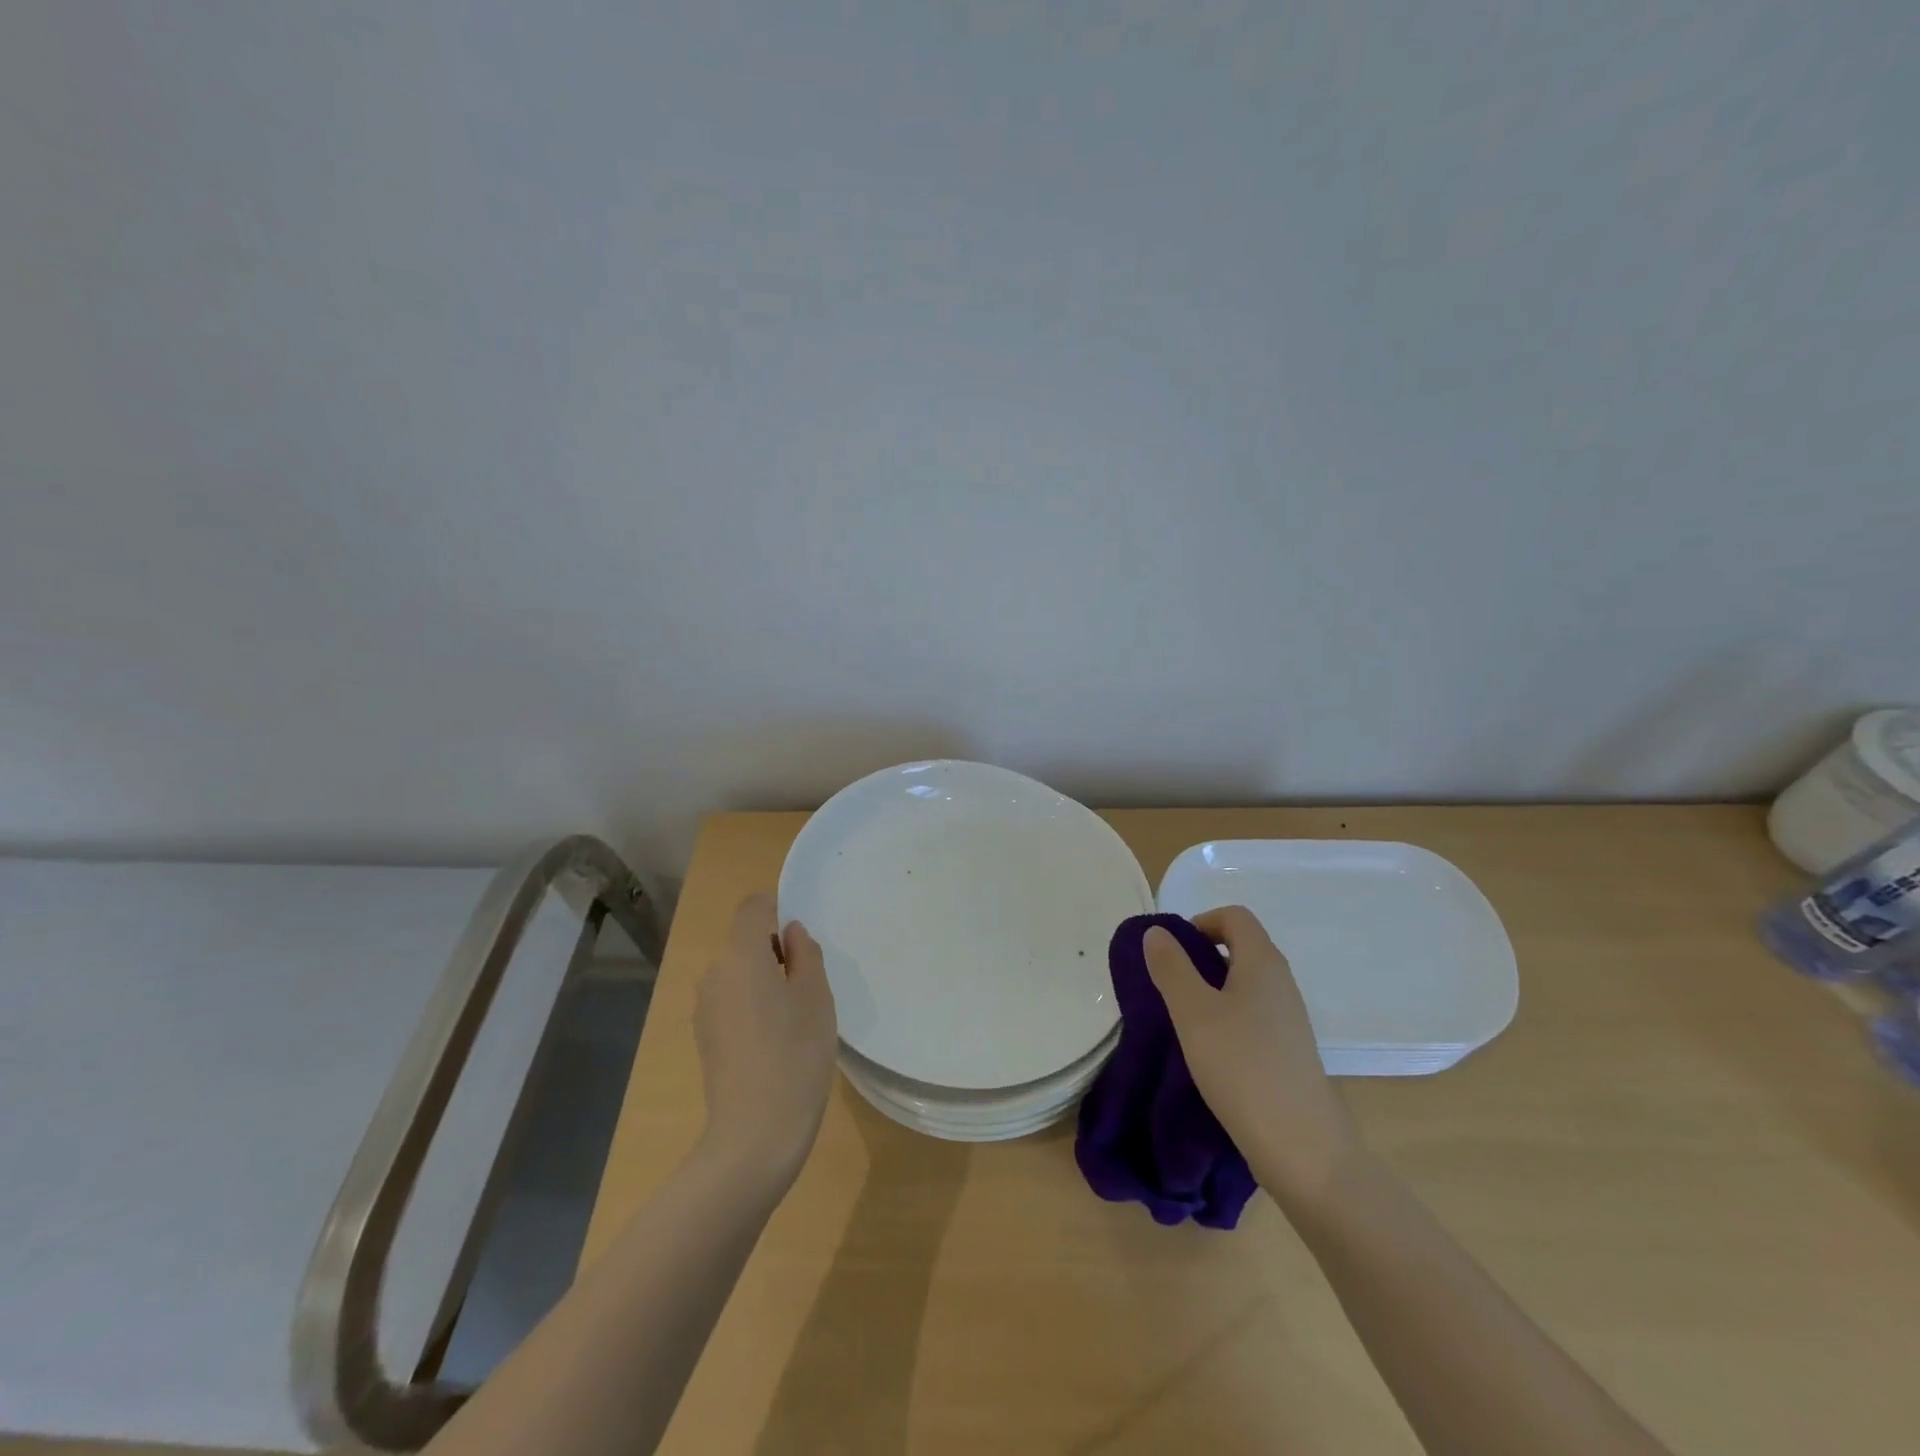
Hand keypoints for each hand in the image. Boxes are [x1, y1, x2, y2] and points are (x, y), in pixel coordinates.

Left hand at [693, 894, 837, 1191]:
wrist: (754, 1136)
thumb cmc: (795, 1056)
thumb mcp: (817, 998)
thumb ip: (805, 954)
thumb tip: (791, 934)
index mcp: (742, 956)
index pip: (752, 907)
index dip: (778, 908)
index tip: (804, 937)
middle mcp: (714, 974)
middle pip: (744, 941)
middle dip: (775, 949)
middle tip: (810, 981)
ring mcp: (704, 1007)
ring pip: (738, 972)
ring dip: (764, 979)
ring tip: (795, 1015)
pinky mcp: (704, 1037)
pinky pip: (730, 1000)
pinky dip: (752, 1004)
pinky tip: (774, 1040)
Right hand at [1145, 906, 1359, 1203]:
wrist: (1303, 1148)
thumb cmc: (1242, 1067)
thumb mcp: (1193, 1012)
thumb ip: (1171, 967)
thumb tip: (1156, 931)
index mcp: (1263, 962)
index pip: (1234, 916)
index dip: (1199, 923)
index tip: (1171, 954)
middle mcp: (1282, 982)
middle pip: (1240, 947)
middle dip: (1200, 958)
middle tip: (1169, 987)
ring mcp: (1289, 1018)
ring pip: (1244, 984)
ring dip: (1211, 991)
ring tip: (1183, 1021)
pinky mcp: (1289, 1050)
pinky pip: (1253, 1015)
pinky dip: (1227, 1018)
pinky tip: (1209, 1051)